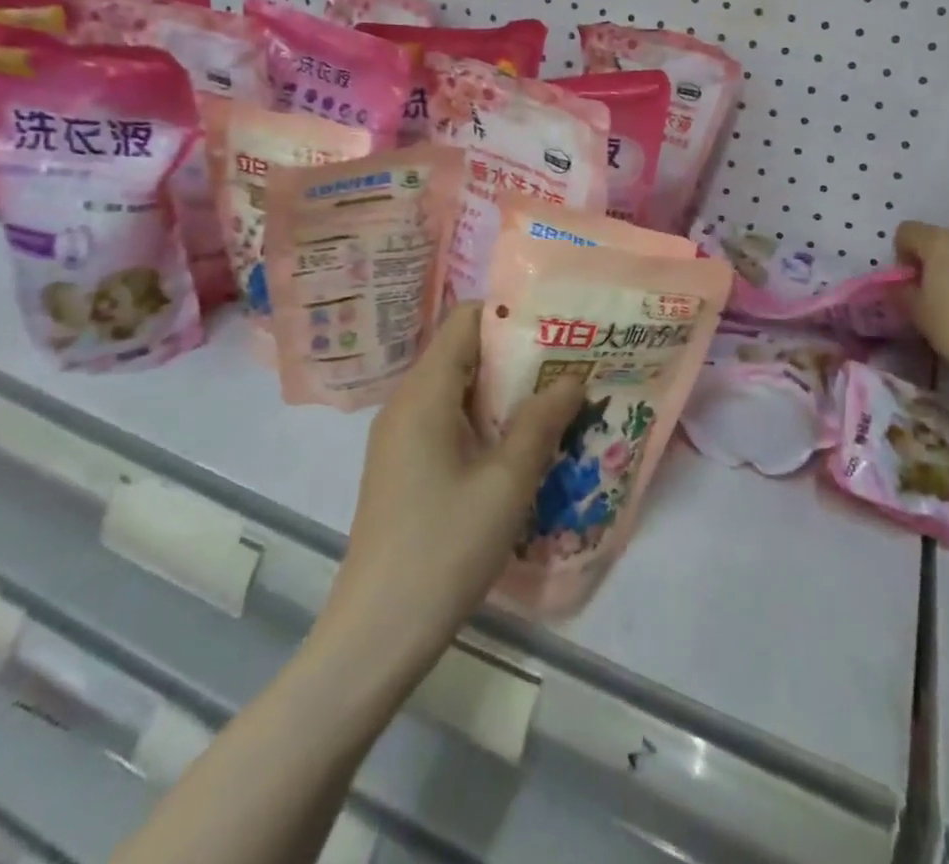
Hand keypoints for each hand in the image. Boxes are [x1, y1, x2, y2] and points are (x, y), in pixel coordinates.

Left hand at [320, 303, 585, 667]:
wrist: (376, 635)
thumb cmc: (443, 549)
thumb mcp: (506, 484)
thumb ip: (541, 423)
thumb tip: (572, 379)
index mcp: (424, 393)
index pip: (466, 320)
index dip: (512, 313)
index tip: (558, 324)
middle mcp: (407, 402)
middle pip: (464, 351)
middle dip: (518, 353)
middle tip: (570, 363)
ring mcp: (401, 436)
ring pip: (459, 388)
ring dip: (506, 390)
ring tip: (557, 399)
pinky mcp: (404, 465)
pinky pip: (449, 420)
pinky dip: (486, 419)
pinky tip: (522, 443)